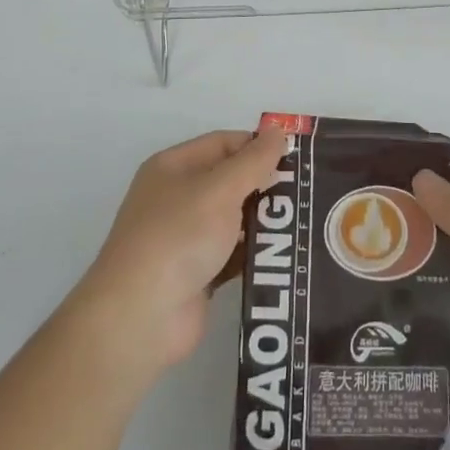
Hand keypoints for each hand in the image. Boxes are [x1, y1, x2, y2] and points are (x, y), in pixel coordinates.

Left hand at [70, 128, 288, 379]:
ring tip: (309, 221)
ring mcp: (186, 238)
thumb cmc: (178, 237)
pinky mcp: (198, 274)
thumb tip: (279, 131)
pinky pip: (234, 254)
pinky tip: (288, 254)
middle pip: (231, 180)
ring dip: (265, 220)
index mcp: (173, 167)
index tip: (298, 159)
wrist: (140, 318)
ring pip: (235, 219)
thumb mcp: (220, 189)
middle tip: (309, 192)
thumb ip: (254, 161)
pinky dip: (256, 253)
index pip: (224, 143)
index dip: (258, 147)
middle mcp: (177, 197)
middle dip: (266, 184)